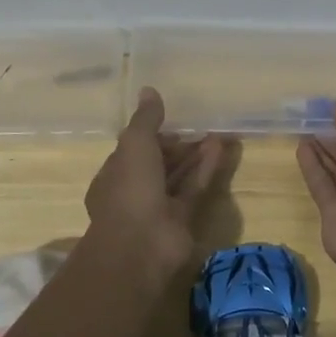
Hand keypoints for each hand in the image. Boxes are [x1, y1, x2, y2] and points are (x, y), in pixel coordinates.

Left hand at [85, 88, 224, 273]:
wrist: (141, 245)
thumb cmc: (130, 189)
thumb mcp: (134, 144)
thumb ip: (145, 119)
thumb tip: (149, 90)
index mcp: (114, 175)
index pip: (134, 151)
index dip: (153, 136)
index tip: (173, 123)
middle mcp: (134, 192)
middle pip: (159, 164)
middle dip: (179, 147)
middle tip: (202, 128)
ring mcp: (158, 208)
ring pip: (180, 176)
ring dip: (197, 156)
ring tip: (218, 135)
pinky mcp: (182, 220)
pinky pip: (194, 189)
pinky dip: (206, 169)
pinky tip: (221, 149)